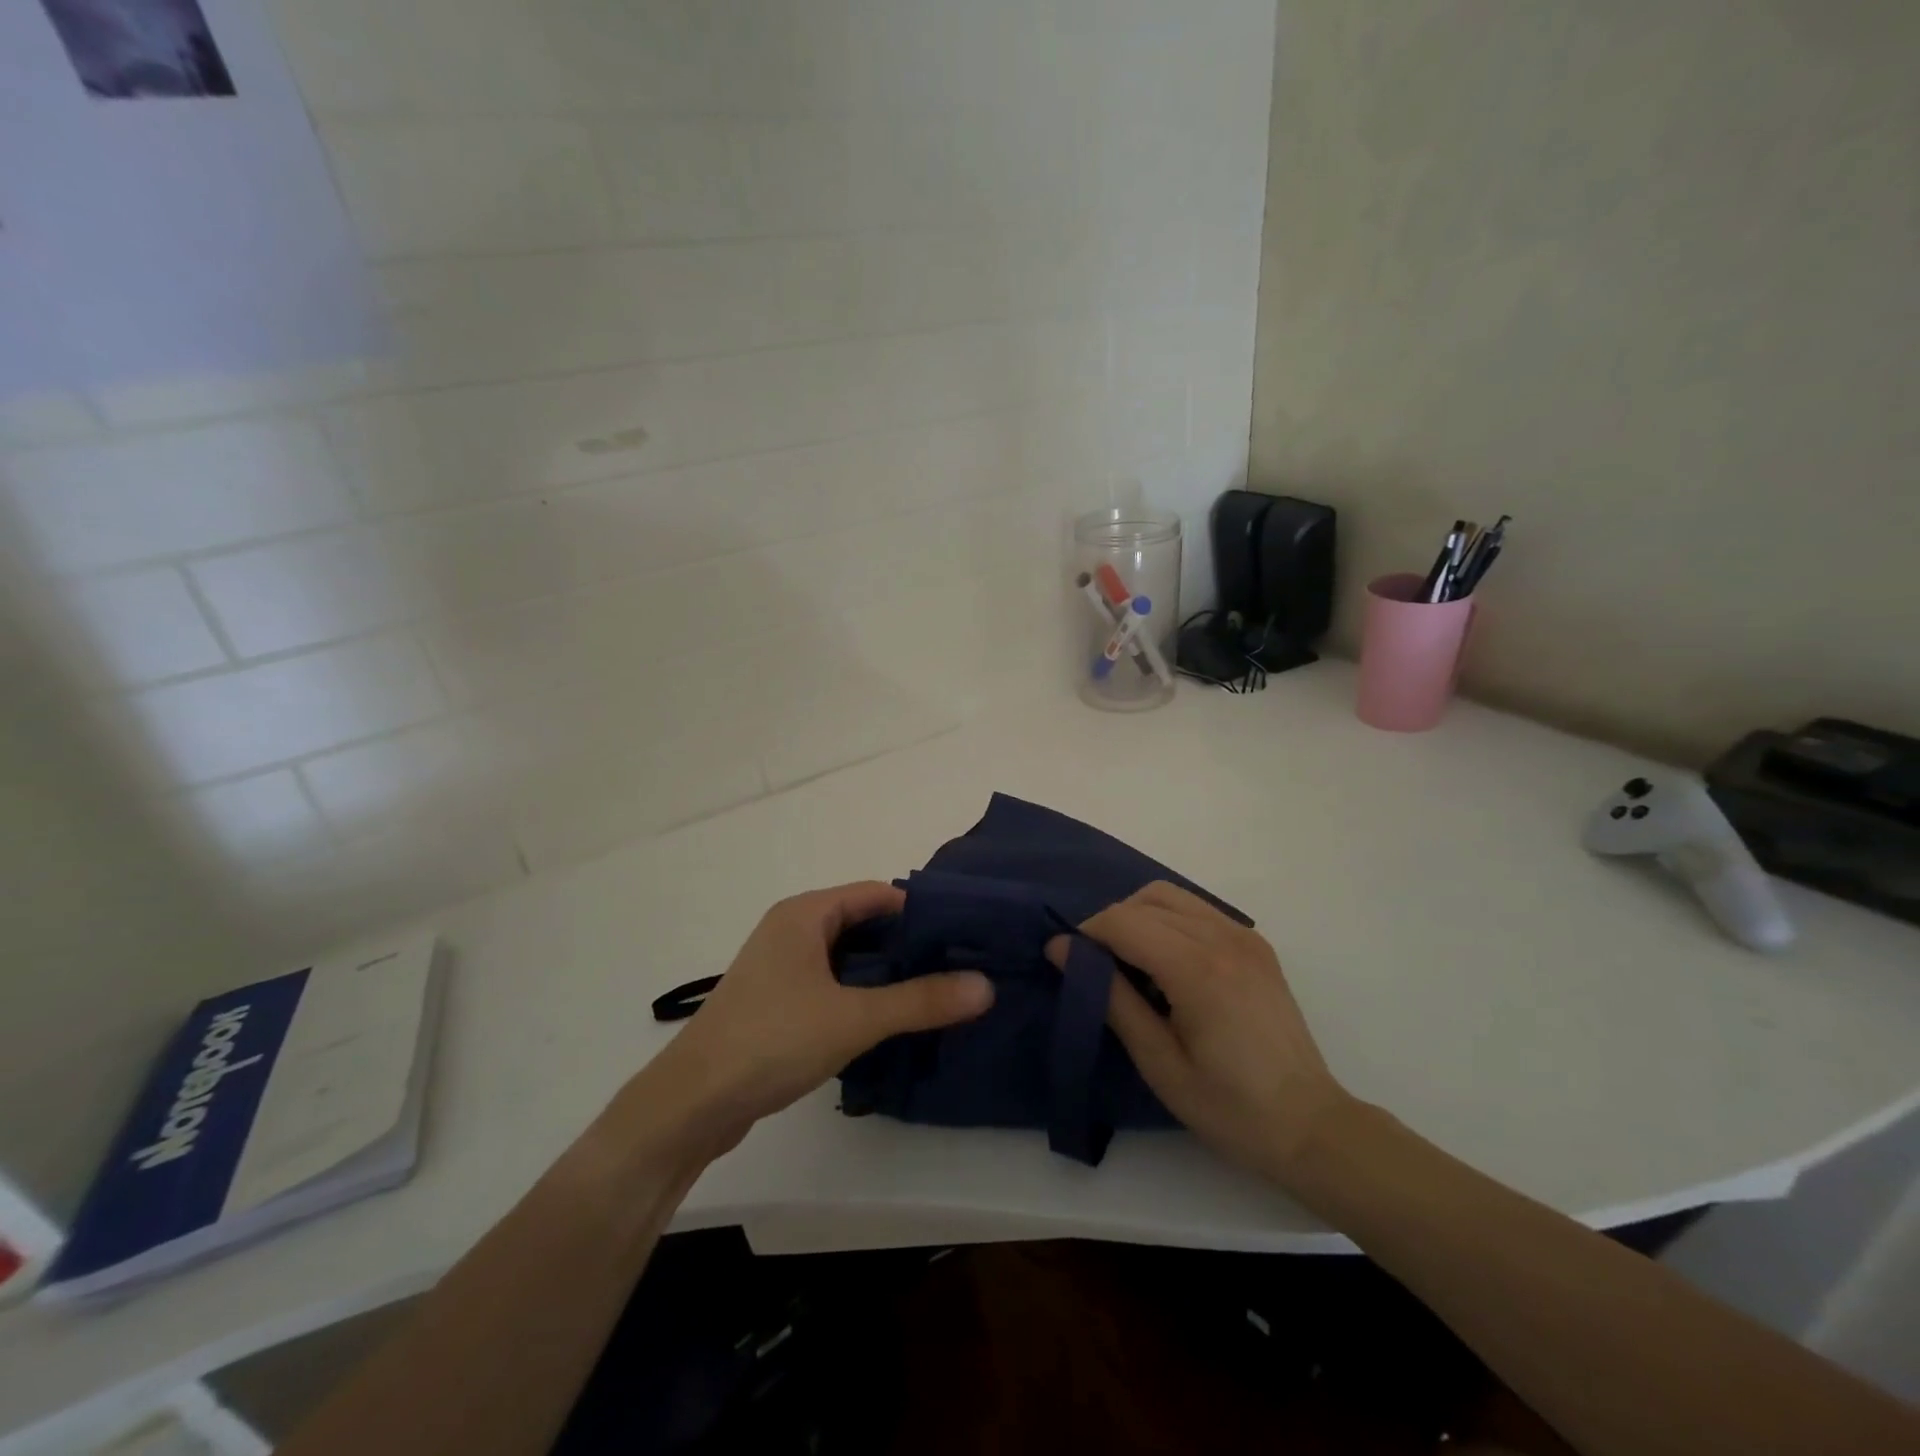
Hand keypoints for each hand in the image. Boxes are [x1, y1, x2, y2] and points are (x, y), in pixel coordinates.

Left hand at [617, 882, 993, 1160]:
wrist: (690, 1105)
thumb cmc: (772, 1040)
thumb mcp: (854, 1018)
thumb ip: (921, 1000)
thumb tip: (986, 985)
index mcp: (805, 914)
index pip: (876, 894)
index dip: (920, 911)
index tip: (963, 935)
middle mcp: (791, 930)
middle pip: (863, 924)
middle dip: (907, 946)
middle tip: (958, 967)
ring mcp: (779, 967)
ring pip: (846, 959)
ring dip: (885, 974)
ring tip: (934, 994)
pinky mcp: (775, 1003)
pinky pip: (829, 984)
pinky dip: (860, 995)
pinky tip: (889, 1021)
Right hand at [1050, 881, 1348, 1179]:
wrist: (1309, 1126)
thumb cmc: (1227, 1107)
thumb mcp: (1157, 1061)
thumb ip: (1110, 997)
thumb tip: (1062, 949)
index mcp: (1197, 968)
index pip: (1123, 921)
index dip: (1087, 934)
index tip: (1067, 961)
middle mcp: (1222, 937)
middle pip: (1144, 900)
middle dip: (1110, 924)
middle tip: (1098, 968)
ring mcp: (1244, 936)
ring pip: (1170, 896)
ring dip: (1139, 917)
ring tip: (1132, 963)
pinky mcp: (1256, 944)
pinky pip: (1197, 909)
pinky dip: (1169, 920)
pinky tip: (1168, 963)